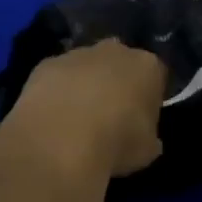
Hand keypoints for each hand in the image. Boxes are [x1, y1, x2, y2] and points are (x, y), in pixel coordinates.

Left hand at [7, 39, 167, 177]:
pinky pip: (57, 77)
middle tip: (110, 115)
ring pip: (86, 67)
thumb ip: (149, 137)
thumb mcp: (147, 150)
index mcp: (147, 66)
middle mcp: (115, 51)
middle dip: (116, 82)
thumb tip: (147, 139)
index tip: (141, 117)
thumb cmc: (116, 143)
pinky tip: (52, 118)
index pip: (155, 75)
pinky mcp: (46, 64)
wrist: (60, 140)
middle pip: (120, 63)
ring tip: (76, 120)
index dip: (148, 96)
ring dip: (84, 86)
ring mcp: (77, 54)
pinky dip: (57, 92)